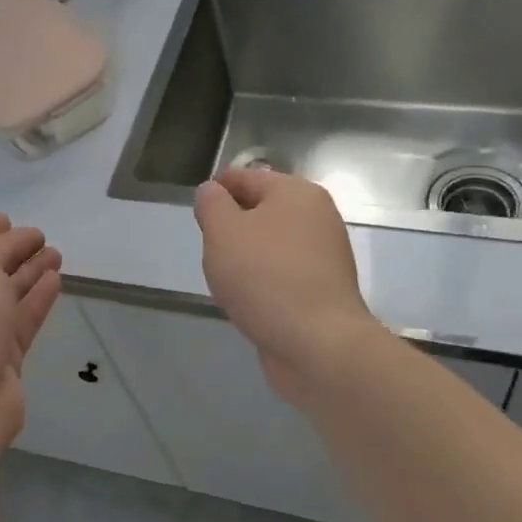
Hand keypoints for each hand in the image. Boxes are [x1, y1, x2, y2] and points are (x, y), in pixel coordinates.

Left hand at [0, 215, 63, 463]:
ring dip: (29, 273)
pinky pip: (20, 319)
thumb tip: (19, 238)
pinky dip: (37, 299)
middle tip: (42, 237)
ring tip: (57, 254)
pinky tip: (56, 280)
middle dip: (11, 251)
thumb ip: (0, 246)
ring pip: (4, 294)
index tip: (9, 218)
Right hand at [193, 169, 380, 400]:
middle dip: (232, 226)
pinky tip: (248, 300)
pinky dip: (263, 281)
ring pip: (273, 244)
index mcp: (297, 193)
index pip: (247, 177)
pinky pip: (284, 274)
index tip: (196, 212)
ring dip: (247, 256)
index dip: (217, 190)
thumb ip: (212, 205)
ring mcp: (325, 256)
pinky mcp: (324, 290)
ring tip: (225, 278)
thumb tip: (211, 191)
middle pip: (263, 210)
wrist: (317, 343)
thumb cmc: (264, 277)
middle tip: (208, 248)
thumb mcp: (223, 232)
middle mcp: (317, 217)